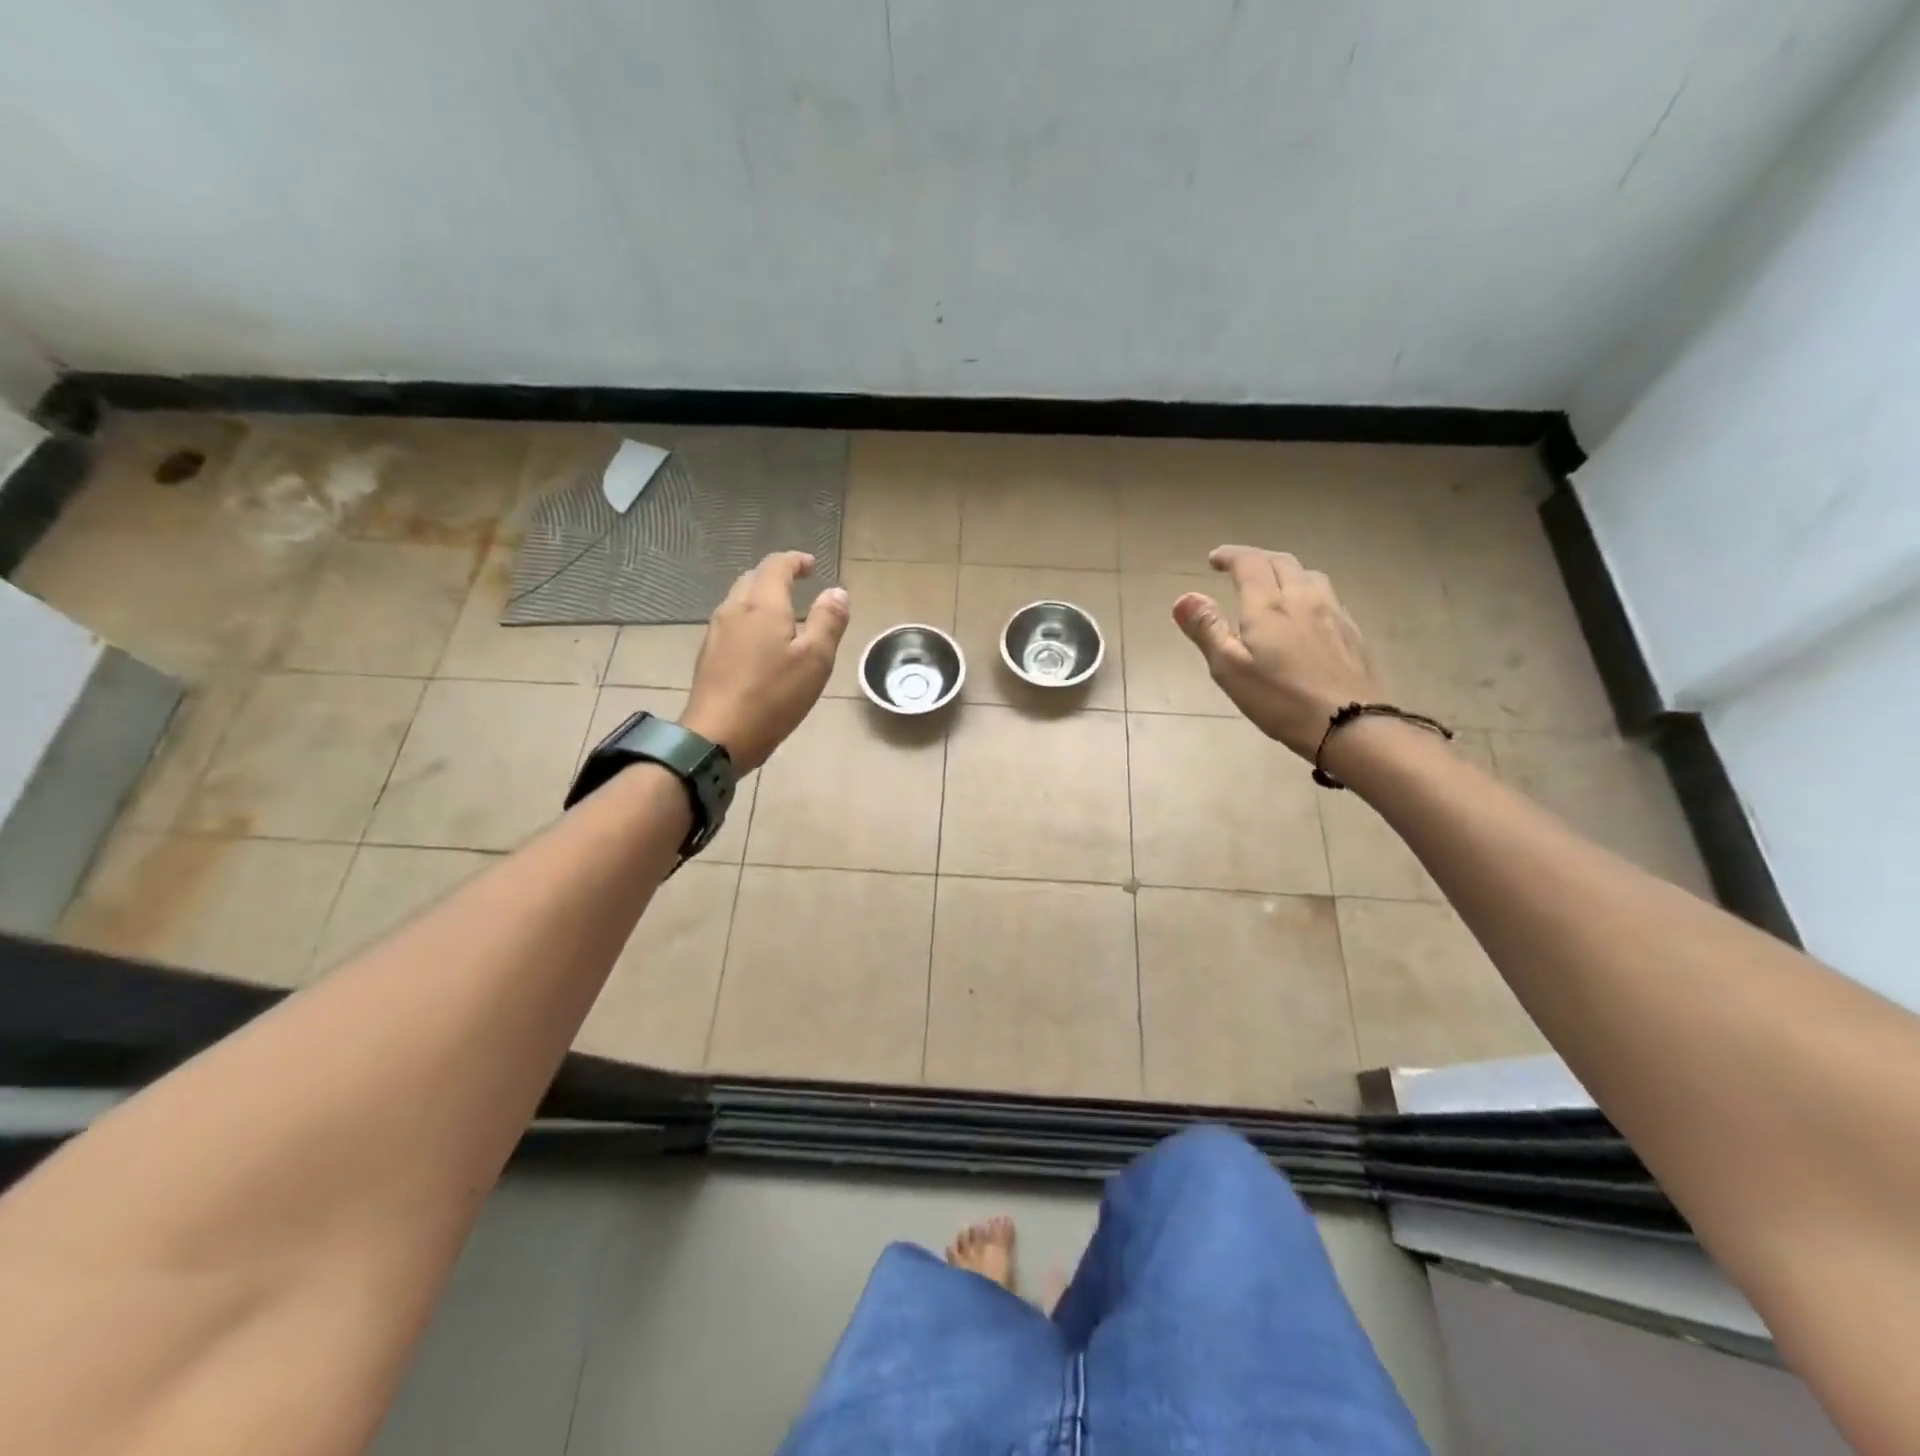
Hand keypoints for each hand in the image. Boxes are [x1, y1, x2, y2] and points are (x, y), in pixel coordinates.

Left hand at [680, 551, 849, 772]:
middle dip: (776, 576)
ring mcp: (716, 632)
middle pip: (753, 578)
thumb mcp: (815, 660)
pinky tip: (760, 643)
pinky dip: (749, 619)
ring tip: (782, 614)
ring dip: (760, 597)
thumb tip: (836, 592)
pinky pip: (731, 623)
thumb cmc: (773, 696)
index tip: (811, 566)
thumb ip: (828, 621)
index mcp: (763, 605)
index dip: (795, 561)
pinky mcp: (708, 655)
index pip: (776, 566)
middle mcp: (734, 610)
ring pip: (739, 600)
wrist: (718, 735)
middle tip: (798, 586)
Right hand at [1173, 544, 1381, 760]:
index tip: (1214, 559)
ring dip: (1285, 571)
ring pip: (1309, 575)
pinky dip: (1307, 591)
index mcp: (1268, 606)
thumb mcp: (1230, 669)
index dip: (1230, 556)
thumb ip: (1207, 630)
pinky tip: (1305, 613)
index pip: (1249, 563)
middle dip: (1256, 559)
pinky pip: (1327, 596)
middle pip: (1281, 562)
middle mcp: (1302, 598)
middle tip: (1238, 568)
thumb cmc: (1280, 699)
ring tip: (1273, 584)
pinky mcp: (1352, 632)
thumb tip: (1184, 597)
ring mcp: (1333, 613)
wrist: (1352, 724)